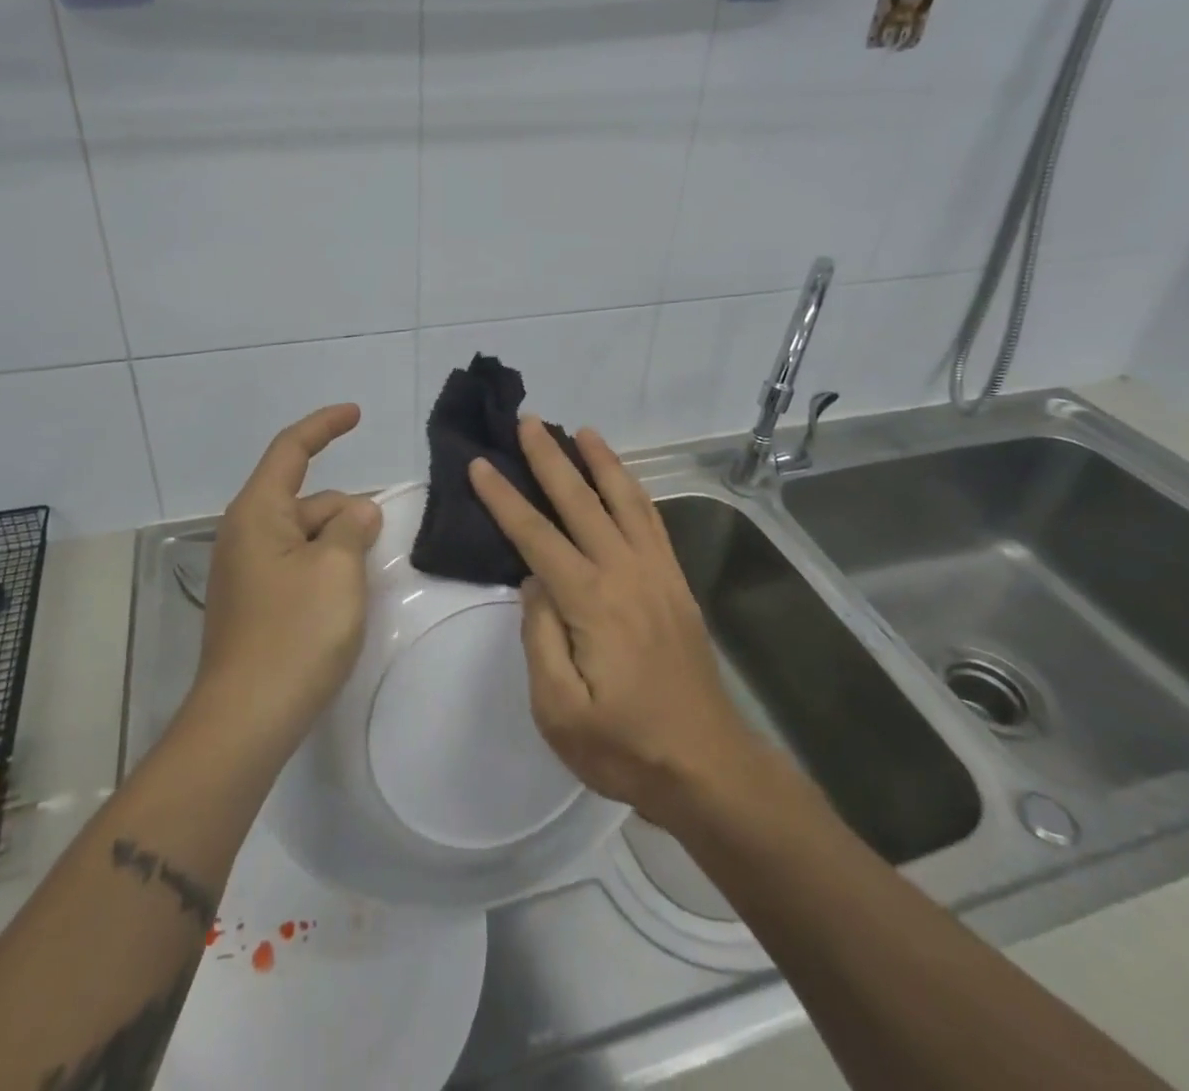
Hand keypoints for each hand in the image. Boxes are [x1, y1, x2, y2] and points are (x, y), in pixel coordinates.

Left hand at [195, 404, 383, 754]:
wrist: (246, 720)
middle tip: (382, 542)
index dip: (325, 426)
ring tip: (367, 578)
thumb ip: (353, 527)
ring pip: (306, 537)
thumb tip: (359, 510)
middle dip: (346, 511)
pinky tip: (346, 598)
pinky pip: (298, 566)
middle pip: (307, 500)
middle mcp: (246, 534)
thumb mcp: (338, 569)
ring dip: (340, 545)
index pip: (291, 449)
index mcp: (258, 513)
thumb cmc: (294, 633)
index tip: (356, 413)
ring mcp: (248, 572)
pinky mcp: (255, 604)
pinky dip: (326, 568)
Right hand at [468, 418, 756, 823]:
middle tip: (528, 421)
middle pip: (581, 502)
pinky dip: (634, 491)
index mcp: (591, 602)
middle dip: (550, 459)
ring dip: (601, 462)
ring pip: (625, 501)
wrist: (706, 766)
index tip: (482, 464)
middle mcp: (626, 573)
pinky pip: (653, 523)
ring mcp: (657, 574)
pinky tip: (623, 480)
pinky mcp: (676, 584)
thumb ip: (540, 638)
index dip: (505, 499)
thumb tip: (534, 582)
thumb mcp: (559, 711)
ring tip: (581, 431)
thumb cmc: (624, 747)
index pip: (537, 536)